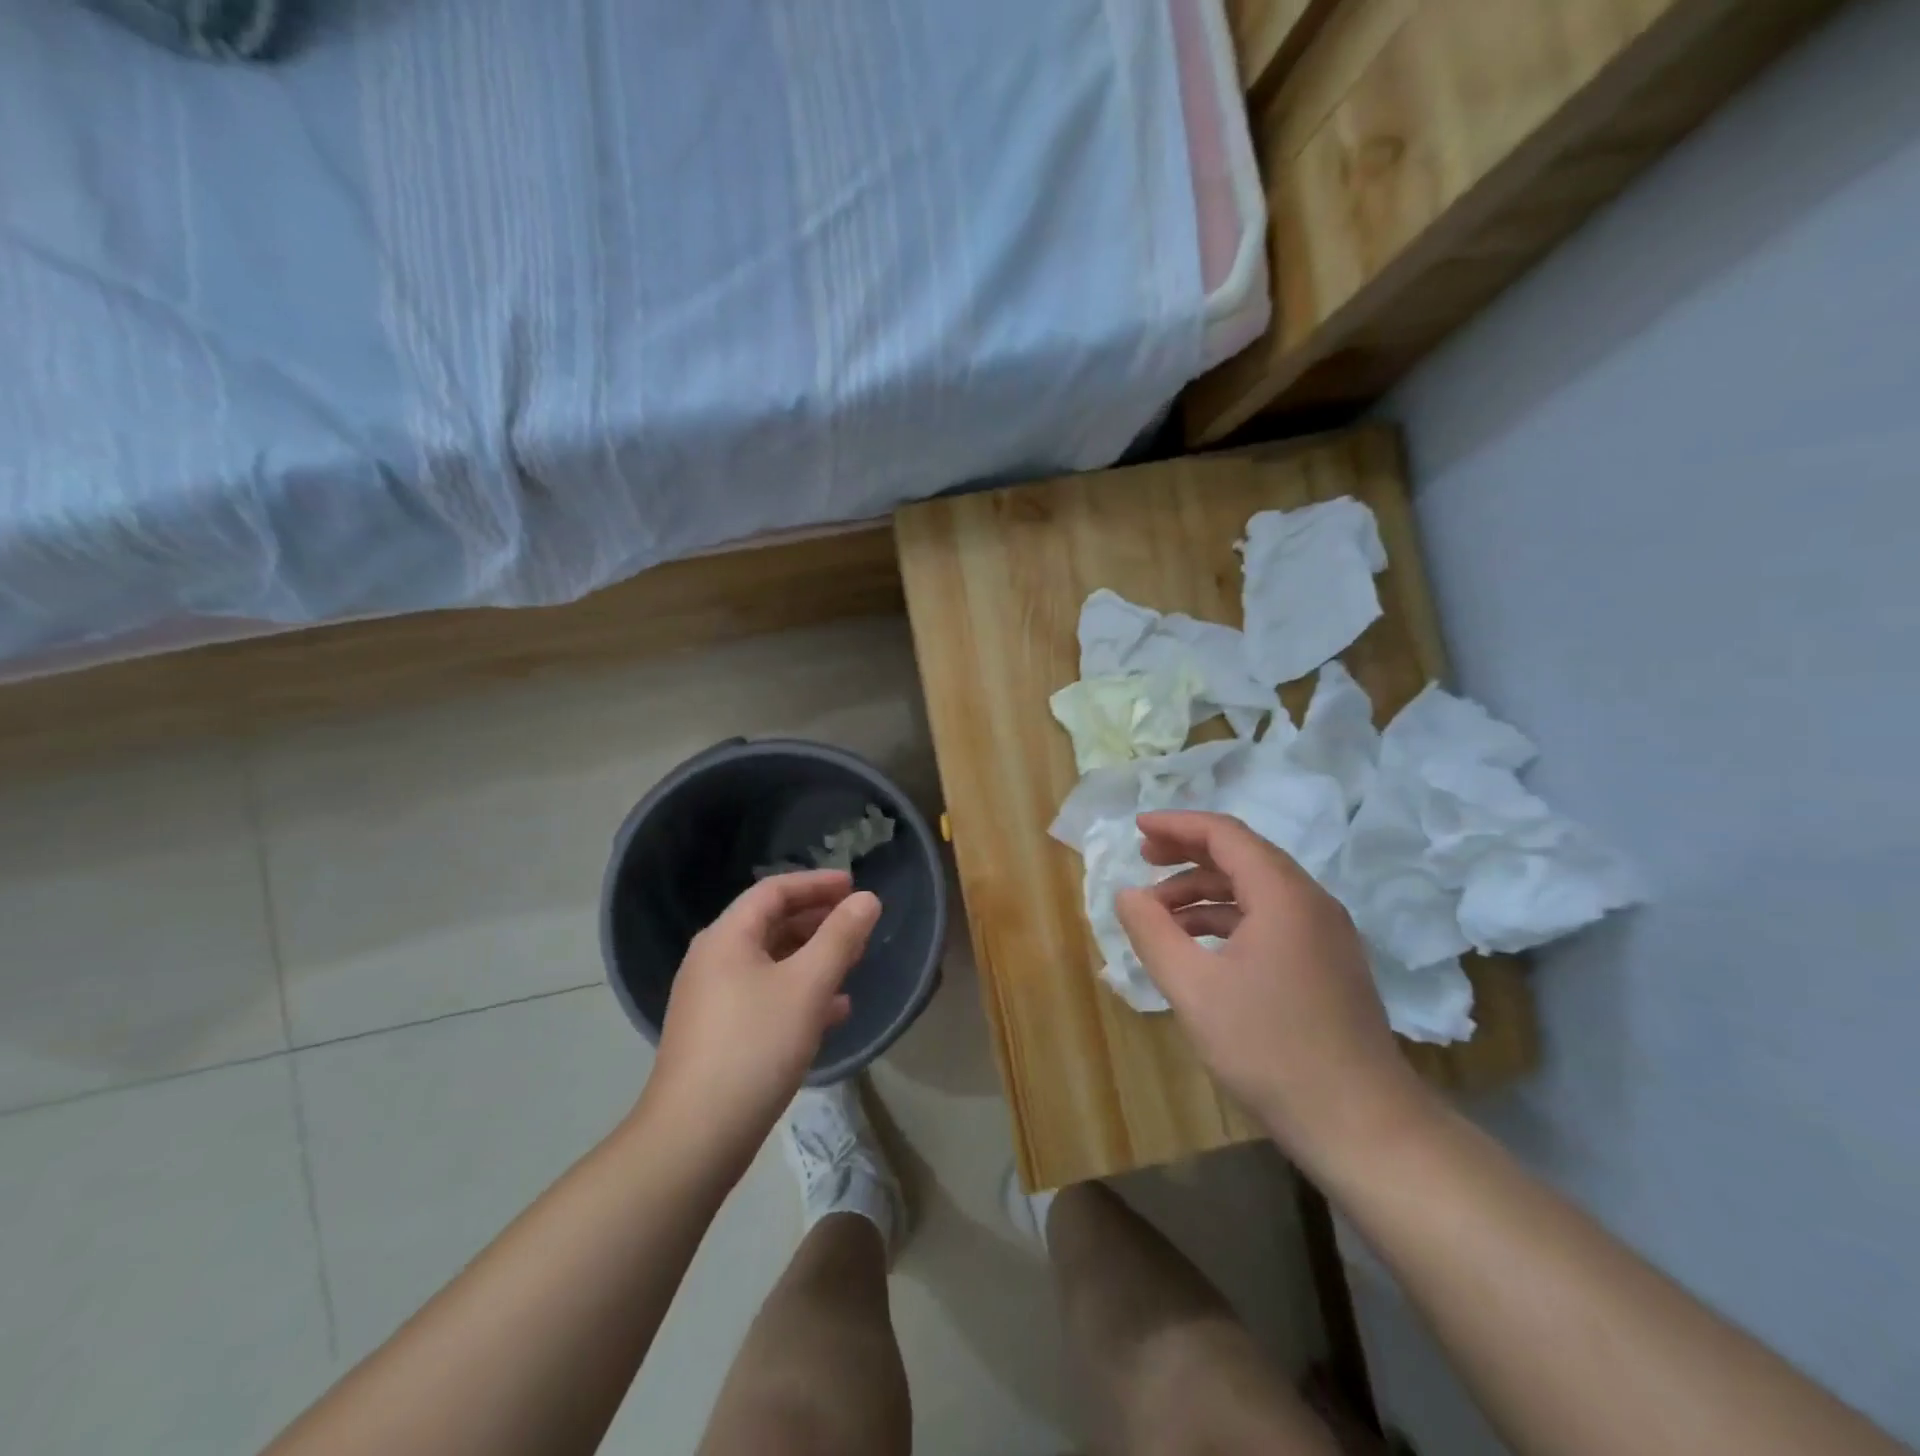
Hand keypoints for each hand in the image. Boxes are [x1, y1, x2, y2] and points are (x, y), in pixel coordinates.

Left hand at [642, 871, 879, 1177]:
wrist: (695, 1136)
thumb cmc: (755, 1045)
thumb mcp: (808, 986)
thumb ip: (840, 937)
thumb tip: (867, 899)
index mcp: (727, 937)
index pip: (774, 890)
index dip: (816, 884)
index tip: (854, 885)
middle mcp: (713, 960)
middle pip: (770, 924)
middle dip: (817, 921)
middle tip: (857, 925)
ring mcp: (712, 1000)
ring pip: (770, 963)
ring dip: (812, 958)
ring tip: (852, 964)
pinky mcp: (718, 1034)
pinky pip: (764, 996)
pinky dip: (798, 993)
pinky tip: (832, 1012)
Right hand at [1115, 811, 1434, 1175]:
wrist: (1360, 1123)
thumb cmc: (1269, 1048)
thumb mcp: (1193, 987)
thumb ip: (1152, 932)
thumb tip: (1127, 894)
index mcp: (1283, 894)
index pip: (1225, 834)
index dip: (1176, 825)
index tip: (1137, 828)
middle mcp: (1311, 902)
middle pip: (1243, 855)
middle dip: (1188, 854)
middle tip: (1144, 859)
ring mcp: (1326, 934)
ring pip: (1257, 890)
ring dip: (1205, 892)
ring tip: (1160, 914)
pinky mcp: (1328, 964)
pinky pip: (1272, 919)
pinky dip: (1230, 919)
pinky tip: (1199, 947)